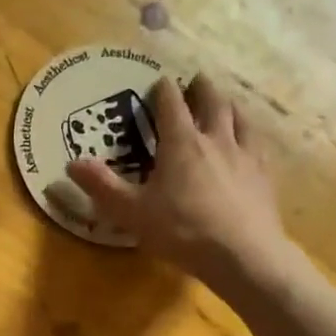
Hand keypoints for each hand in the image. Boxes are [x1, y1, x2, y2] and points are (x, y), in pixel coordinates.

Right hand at [62, 73, 296, 291]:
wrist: (242, 254)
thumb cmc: (182, 231)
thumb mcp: (132, 212)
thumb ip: (102, 186)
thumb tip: (72, 163)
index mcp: (181, 143)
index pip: (171, 104)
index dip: (163, 90)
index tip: (159, 82)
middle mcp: (216, 140)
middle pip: (212, 102)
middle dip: (202, 89)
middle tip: (196, 81)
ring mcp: (245, 156)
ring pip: (240, 118)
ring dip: (230, 106)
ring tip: (225, 104)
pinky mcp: (264, 176)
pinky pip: (258, 145)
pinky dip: (250, 136)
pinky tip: (250, 144)